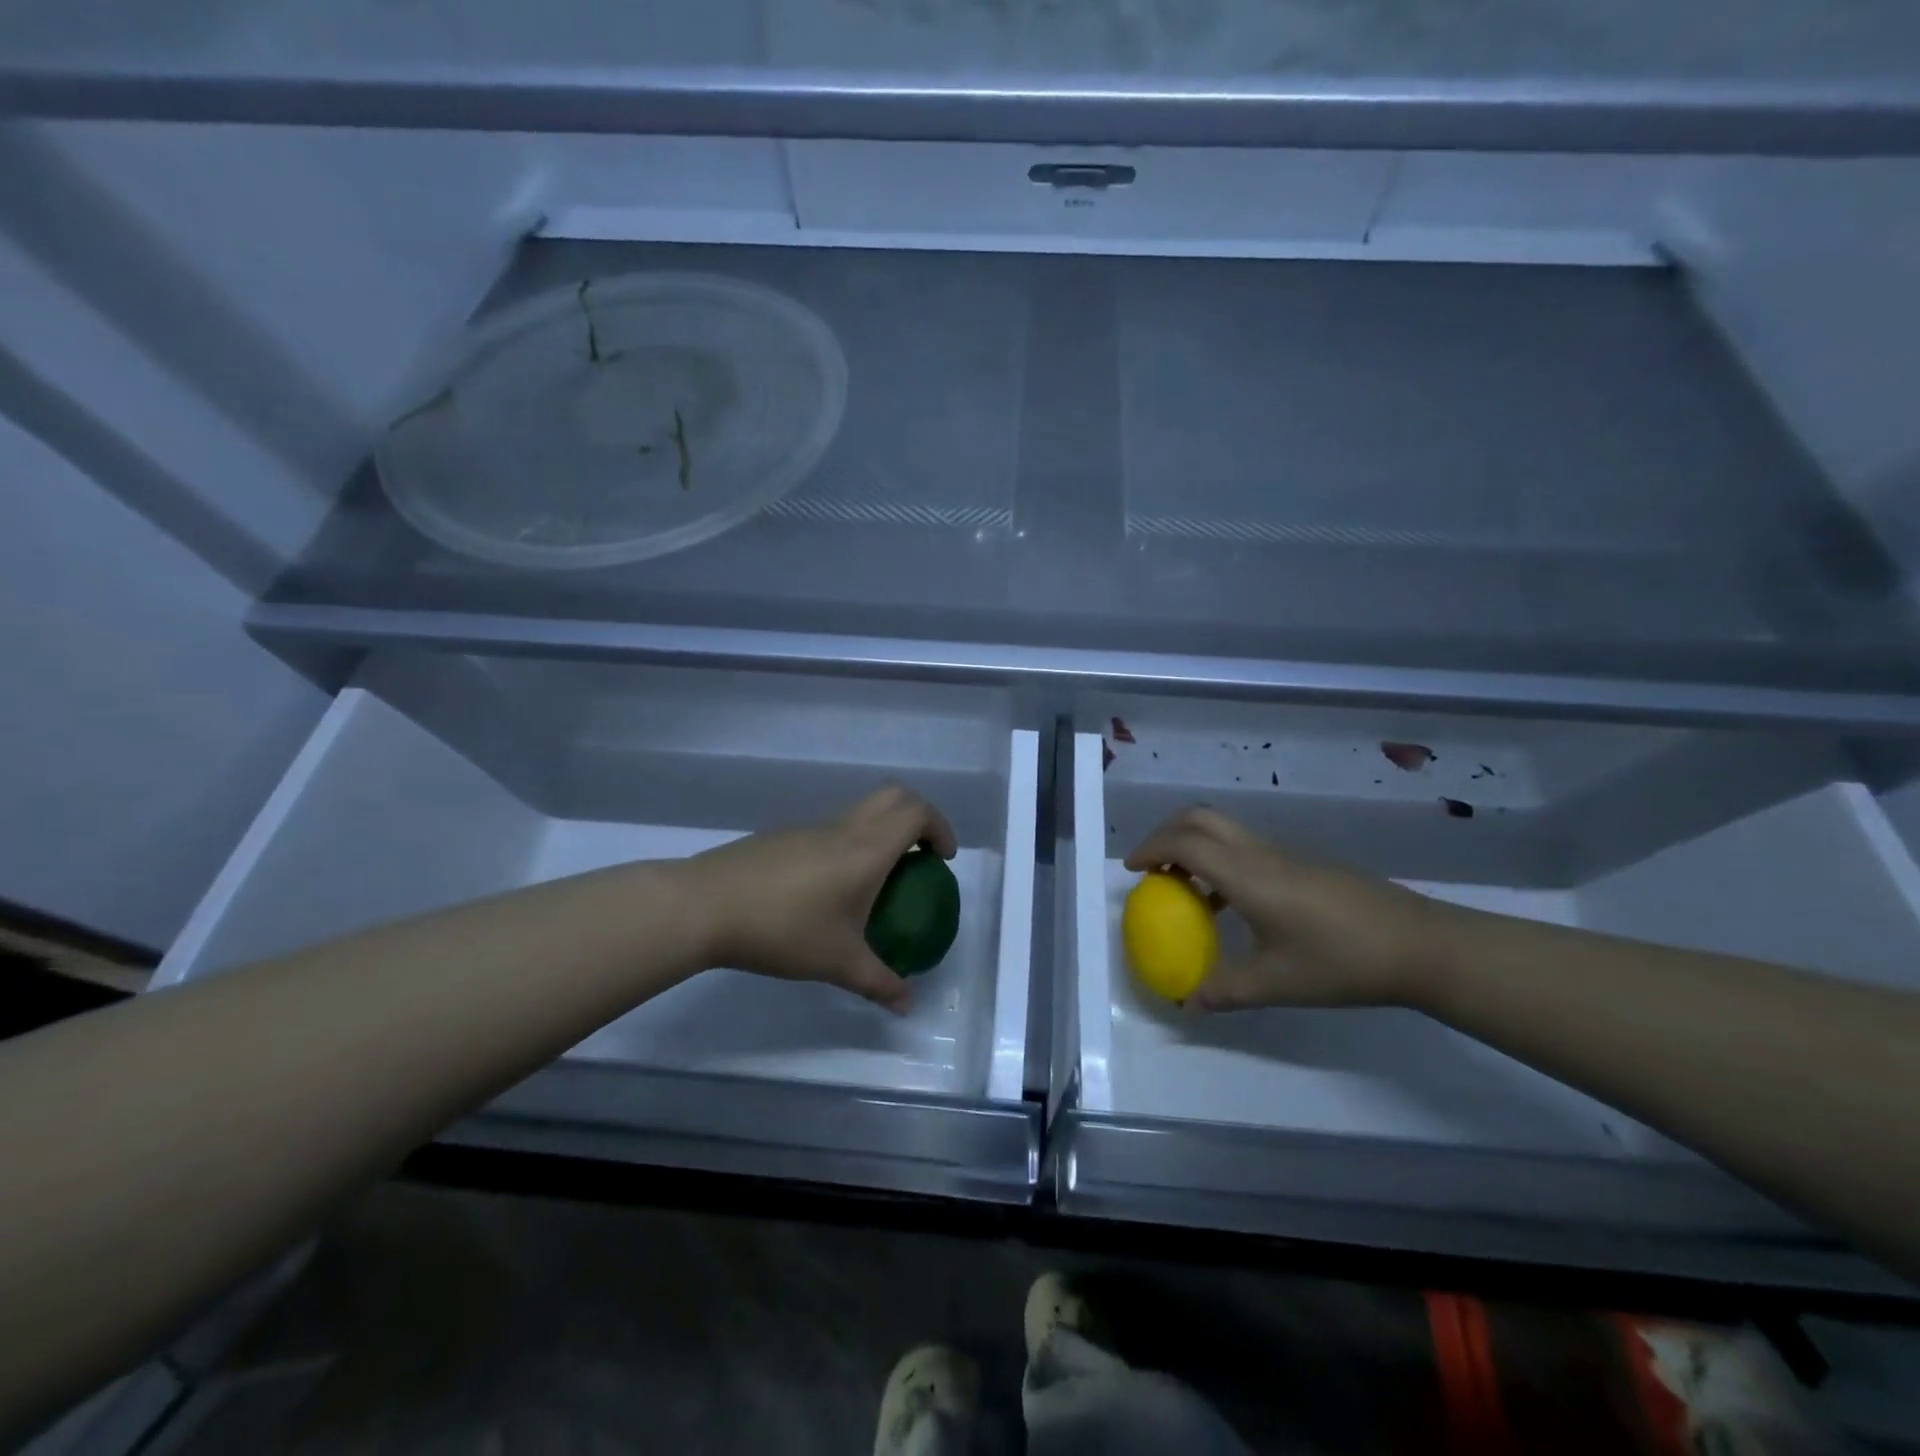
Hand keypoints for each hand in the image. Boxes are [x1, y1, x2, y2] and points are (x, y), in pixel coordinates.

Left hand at [675, 785, 957, 1012]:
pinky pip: (831, 828)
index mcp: (866, 849)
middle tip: (920, 855)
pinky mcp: (783, 836)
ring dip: (881, 830)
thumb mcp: (838, 963)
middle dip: (917, 817)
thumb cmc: (783, 930)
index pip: (917, 813)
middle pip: (894, 796)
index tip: (943, 859)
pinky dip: (850, 843)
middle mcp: (844, 828)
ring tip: (878, 878)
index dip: (940, 828)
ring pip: (860, 810)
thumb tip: (907, 1005)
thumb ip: (879, 982)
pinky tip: (830, 889)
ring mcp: (810, 827)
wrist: (705, 906)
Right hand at [1125, 807, 1443, 1010]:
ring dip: (1195, 845)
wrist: (1418, 945)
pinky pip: (1247, 846)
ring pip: (1225, 829)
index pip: (1184, 842)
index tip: (1133, 870)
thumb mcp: (1276, 984)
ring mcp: (1285, 853)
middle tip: (1153, 866)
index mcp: (1246, 874)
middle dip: (1167, 832)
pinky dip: (1222, 860)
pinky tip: (1231, 905)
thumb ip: (1224, 990)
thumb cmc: (1340, 962)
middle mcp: (1260, 852)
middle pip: (1200, 817)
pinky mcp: (1304, 862)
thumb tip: (1187, 1003)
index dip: (1150, 848)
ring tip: (1185, 888)